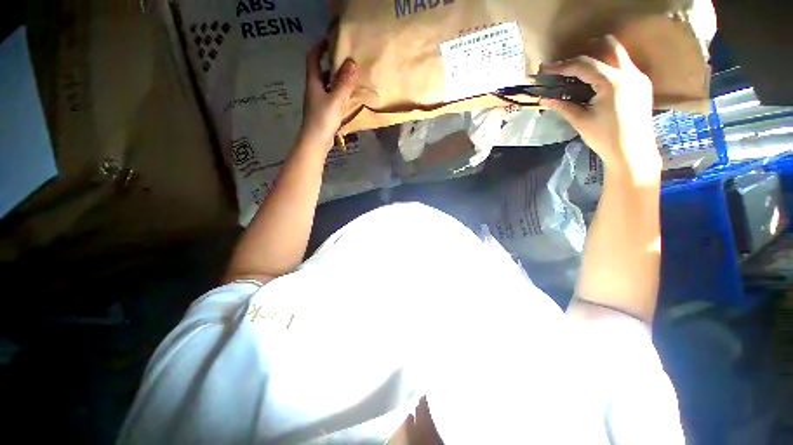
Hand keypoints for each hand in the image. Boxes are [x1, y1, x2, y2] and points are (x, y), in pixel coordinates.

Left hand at [300, 41, 357, 151]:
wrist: (316, 141)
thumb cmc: (323, 119)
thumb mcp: (335, 99)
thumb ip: (343, 82)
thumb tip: (351, 61)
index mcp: (313, 82)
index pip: (313, 58)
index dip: (319, 47)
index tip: (330, 40)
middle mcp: (314, 89)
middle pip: (321, 72)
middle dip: (332, 64)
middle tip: (346, 60)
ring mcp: (318, 102)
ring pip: (327, 85)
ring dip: (337, 80)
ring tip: (351, 78)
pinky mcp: (324, 112)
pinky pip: (332, 97)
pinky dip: (339, 94)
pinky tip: (349, 97)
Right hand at [540, 36, 660, 178]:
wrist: (633, 152)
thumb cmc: (605, 137)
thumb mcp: (581, 121)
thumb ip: (563, 106)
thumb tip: (544, 99)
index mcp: (612, 82)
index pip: (583, 65)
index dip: (561, 66)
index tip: (545, 69)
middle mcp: (629, 73)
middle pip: (608, 46)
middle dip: (586, 50)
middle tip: (568, 63)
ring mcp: (639, 77)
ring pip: (618, 55)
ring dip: (598, 59)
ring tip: (580, 73)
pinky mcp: (642, 84)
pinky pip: (624, 66)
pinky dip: (608, 69)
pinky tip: (597, 83)